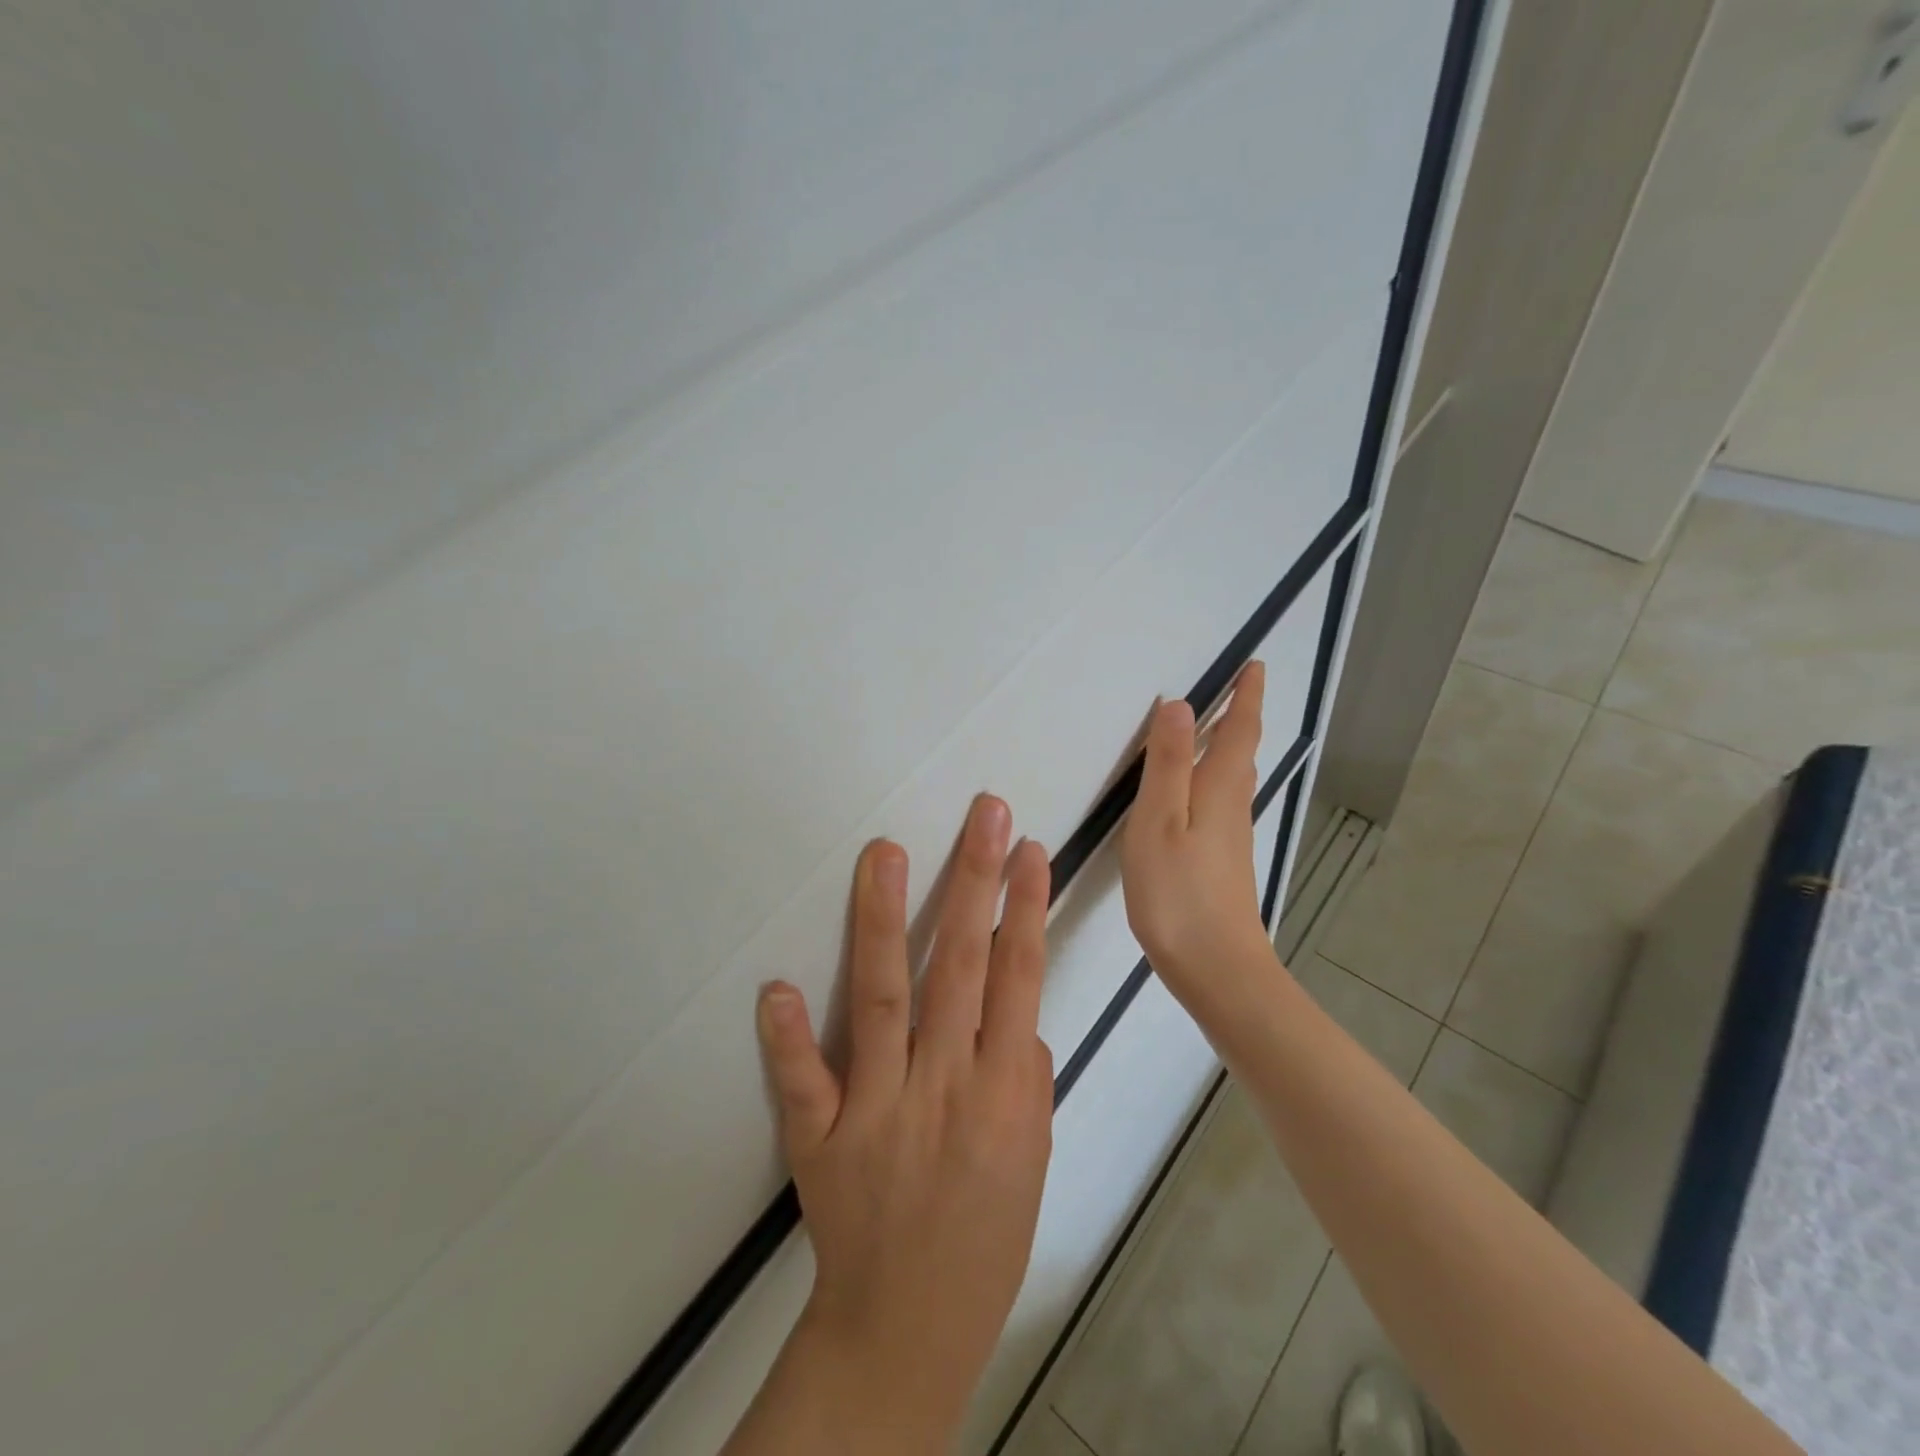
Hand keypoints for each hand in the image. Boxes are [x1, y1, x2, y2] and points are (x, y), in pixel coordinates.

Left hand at [749, 795, 1053, 1447]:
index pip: (1020, 978)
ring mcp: (879, 1108)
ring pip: (884, 998)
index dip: (1026, 909)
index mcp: (1003, 1092)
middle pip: (963, 967)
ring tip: (886, 853)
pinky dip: (789, 1037)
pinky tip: (777, 988)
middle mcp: (944, 1086)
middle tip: (984, 815)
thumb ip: (1027, 1078)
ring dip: (885, 921)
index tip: (1029, 850)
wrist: (910, 1326)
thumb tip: (1018, 1017)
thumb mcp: (1032, 1157)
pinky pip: (805, 1082)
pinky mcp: (824, 1136)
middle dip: (976, 882)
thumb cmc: (986, 1235)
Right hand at [1119, 663, 1276, 1011]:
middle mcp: (1232, 807)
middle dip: (1240, 718)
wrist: (1216, 967)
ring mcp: (1231, 838)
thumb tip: (1180, 704)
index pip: (1239, 730)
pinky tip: (1193, 795)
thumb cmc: (1178, 891)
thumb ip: (1167, 763)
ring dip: (1226, 748)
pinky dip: (1212, 780)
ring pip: (1233, 779)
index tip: (1255, 666)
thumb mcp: (1159, 820)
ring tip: (1209, 731)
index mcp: (1219, 789)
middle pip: (1241, 752)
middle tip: (1233, 690)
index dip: (1247, 697)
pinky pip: (1221, 803)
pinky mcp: (1223, 863)